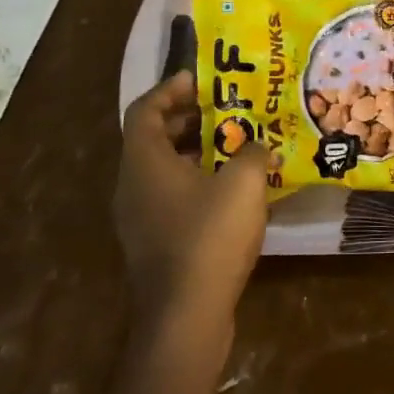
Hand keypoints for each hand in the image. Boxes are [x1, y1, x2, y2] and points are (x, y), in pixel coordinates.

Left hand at [115, 72, 268, 345]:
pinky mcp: (155, 242)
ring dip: (198, 152)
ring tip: (238, 145)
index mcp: (145, 161)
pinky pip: (172, 197)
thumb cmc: (209, 236)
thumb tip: (260, 146)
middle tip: (228, 109)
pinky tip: (234, 190)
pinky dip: (198, 182)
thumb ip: (254, 152)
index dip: (171, 89)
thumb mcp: (243, 183)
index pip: (145, 109)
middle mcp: (133, 185)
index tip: (202, 79)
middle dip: (190, 119)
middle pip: (154, 138)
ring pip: (165, 169)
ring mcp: (140, 217)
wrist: (187, 314)